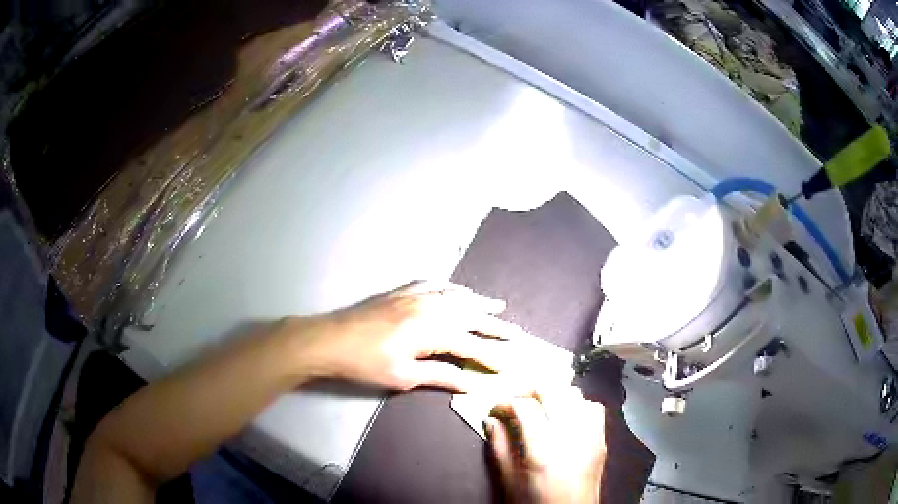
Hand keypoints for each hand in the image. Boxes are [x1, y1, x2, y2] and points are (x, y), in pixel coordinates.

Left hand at [293, 280, 525, 390]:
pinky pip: (433, 283)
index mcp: (431, 330)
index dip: (490, 355)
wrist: (329, 340)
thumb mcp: (404, 376)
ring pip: (455, 296)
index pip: (470, 344)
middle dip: (495, 325)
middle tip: (517, 332)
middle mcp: (429, 307)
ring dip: (478, 301)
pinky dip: (450, 287)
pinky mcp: (401, 292)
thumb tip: (470, 384)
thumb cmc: (365, 364)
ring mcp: (414, 296)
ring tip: (497, 306)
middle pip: (469, 316)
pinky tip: (456, 289)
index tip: (507, 364)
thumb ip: (440, 376)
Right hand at [486, 387, 606, 503]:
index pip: (524, 406)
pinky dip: (577, 405)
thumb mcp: (509, 481)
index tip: (496, 410)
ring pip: (574, 394)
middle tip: (515, 403)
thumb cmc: (537, 503)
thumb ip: (499, 448)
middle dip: (529, 391)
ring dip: (554, 396)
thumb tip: (492, 422)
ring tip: (539, 408)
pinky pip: (593, 408)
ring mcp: (590, 437)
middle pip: (552, 391)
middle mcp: (570, 437)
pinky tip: (565, 417)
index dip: (505, 402)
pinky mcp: (601, 441)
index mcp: (543, 449)